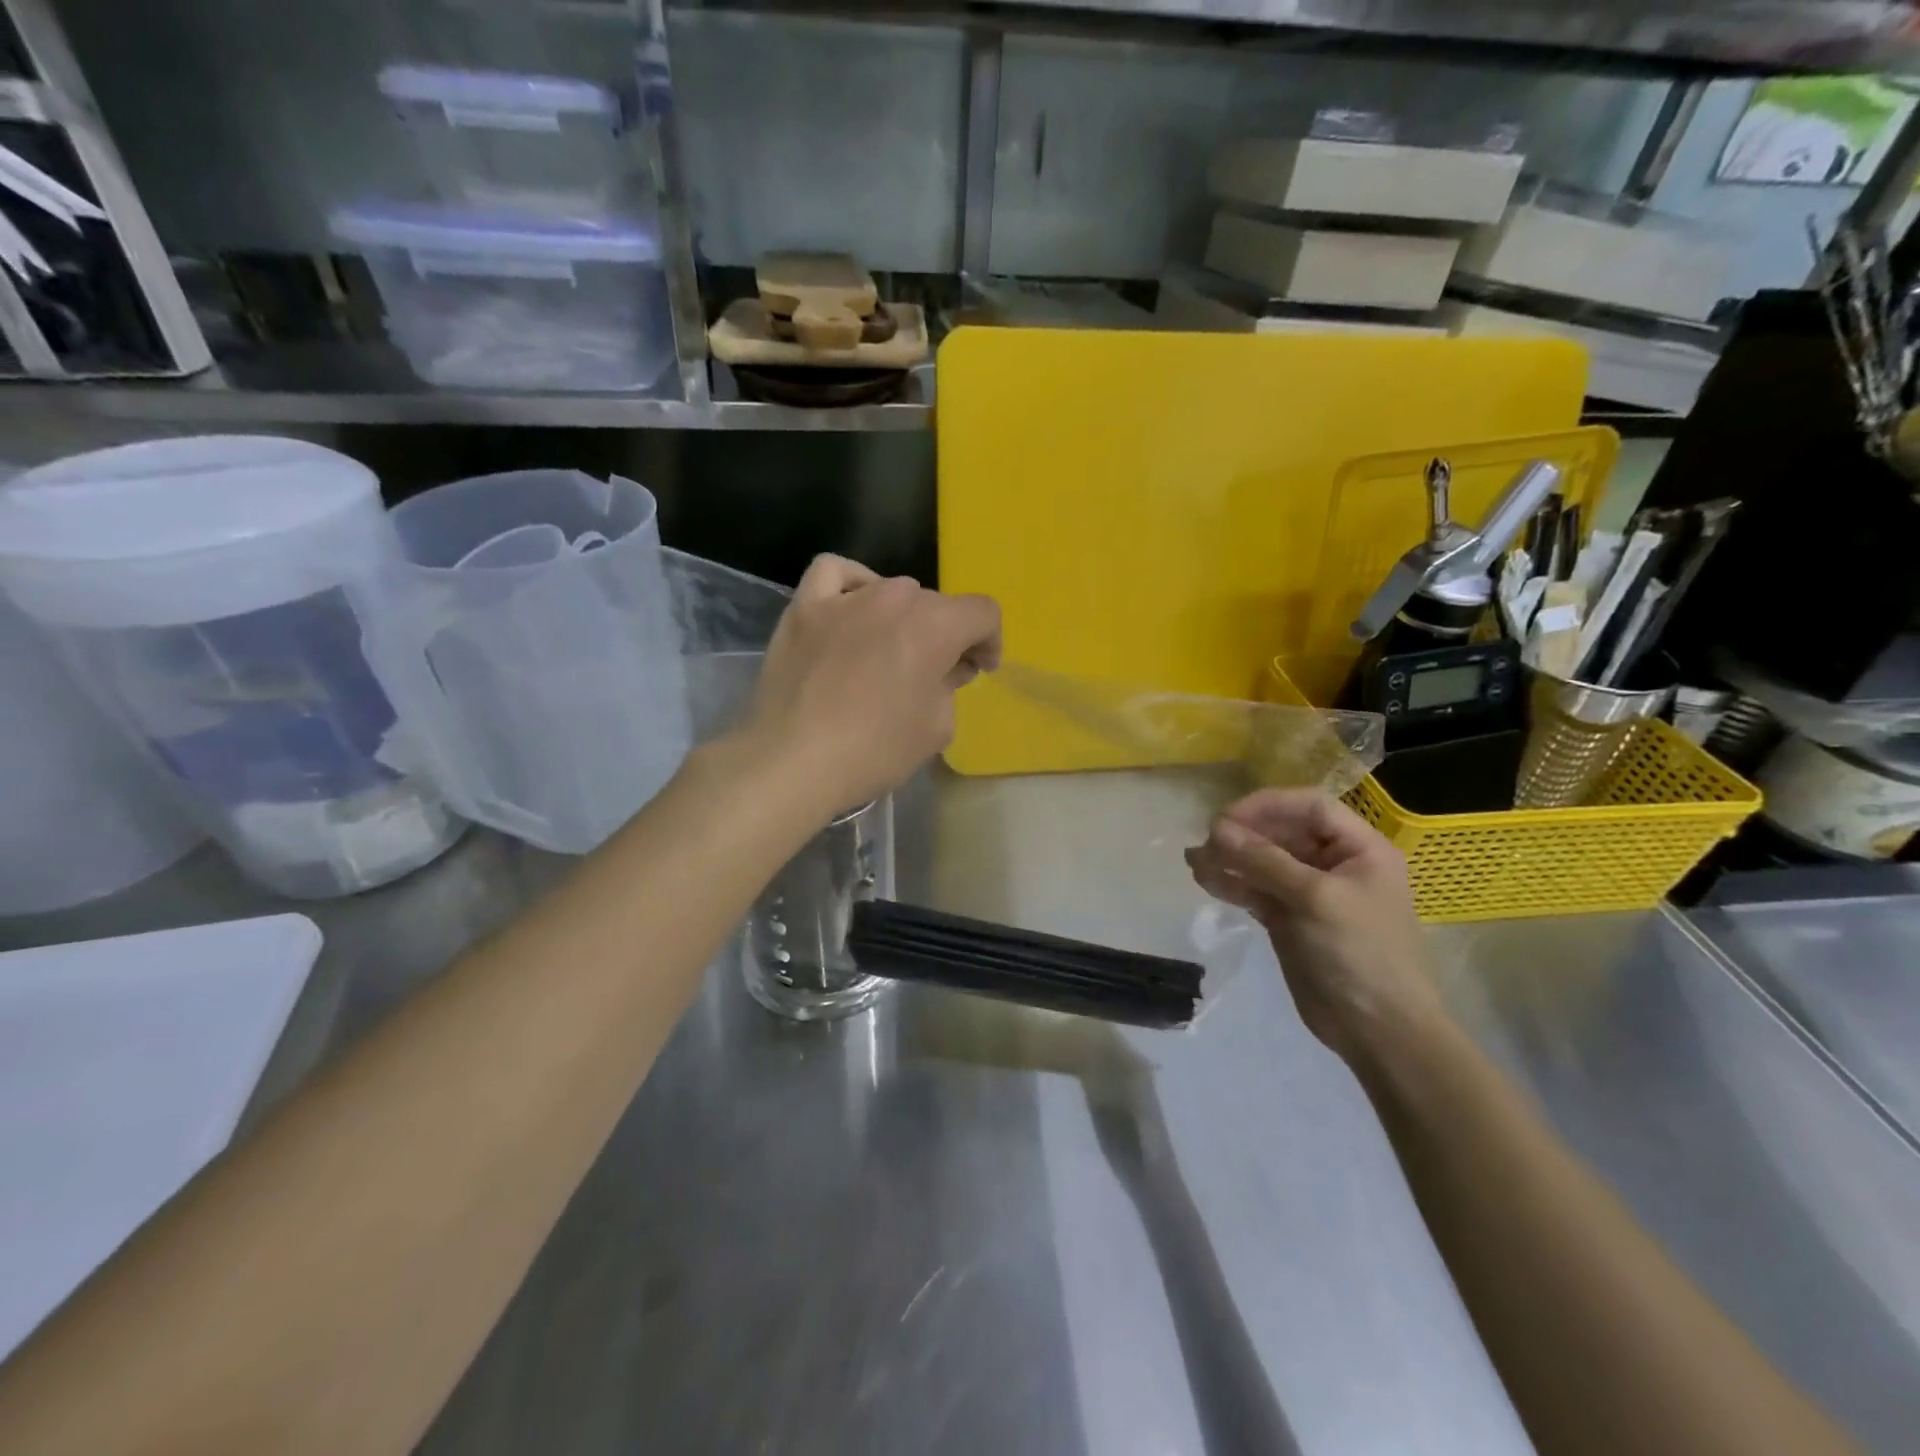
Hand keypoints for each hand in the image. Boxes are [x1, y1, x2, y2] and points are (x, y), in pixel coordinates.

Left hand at [746, 555, 1000, 813]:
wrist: (793, 762)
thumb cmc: (875, 750)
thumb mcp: (937, 728)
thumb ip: (950, 687)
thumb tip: (944, 669)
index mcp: (936, 626)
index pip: (983, 613)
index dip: (989, 642)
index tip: (978, 670)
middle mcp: (895, 598)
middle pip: (935, 605)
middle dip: (944, 636)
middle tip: (933, 674)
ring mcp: (845, 598)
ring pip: (890, 590)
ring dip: (902, 617)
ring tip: (890, 649)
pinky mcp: (804, 608)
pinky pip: (833, 573)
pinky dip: (851, 584)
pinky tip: (851, 608)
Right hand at [1185, 789, 1442, 1067]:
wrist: (1378, 1031)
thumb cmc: (1360, 952)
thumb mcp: (1315, 898)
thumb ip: (1264, 860)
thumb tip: (1216, 828)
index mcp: (1359, 849)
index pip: (1309, 807)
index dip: (1267, 805)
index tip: (1227, 818)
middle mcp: (1335, 864)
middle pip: (1282, 833)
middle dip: (1242, 835)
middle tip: (1206, 844)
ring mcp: (1310, 893)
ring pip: (1263, 862)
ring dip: (1229, 859)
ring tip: (1194, 862)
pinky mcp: (1289, 919)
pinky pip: (1256, 890)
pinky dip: (1232, 884)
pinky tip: (1205, 881)